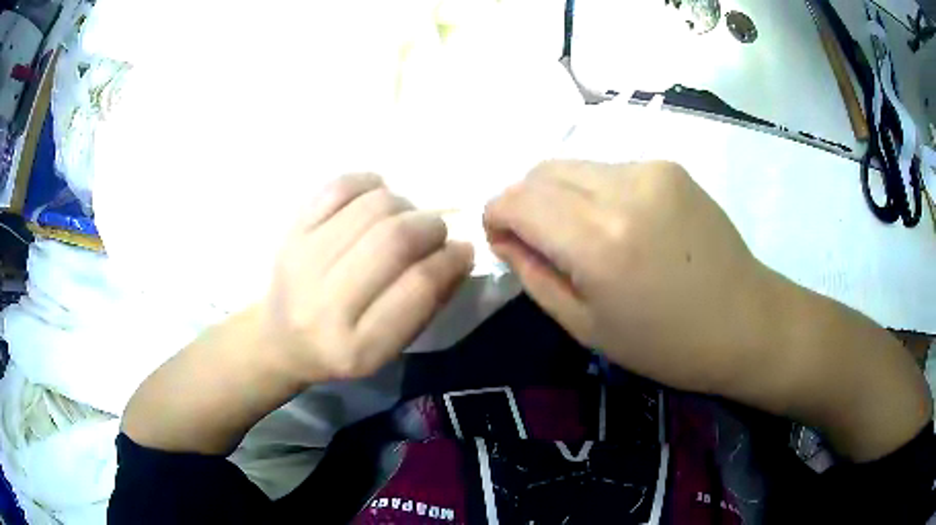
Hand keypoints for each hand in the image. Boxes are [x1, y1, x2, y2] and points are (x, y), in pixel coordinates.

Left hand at [264, 173, 473, 382]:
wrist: (281, 339)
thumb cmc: (343, 348)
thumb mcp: (389, 348)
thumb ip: (427, 304)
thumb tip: (459, 252)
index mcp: (358, 348)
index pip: (418, 288)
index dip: (450, 260)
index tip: (463, 250)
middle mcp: (325, 306)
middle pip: (394, 240)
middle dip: (430, 227)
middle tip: (436, 231)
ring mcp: (302, 263)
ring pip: (371, 208)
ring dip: (404, 205)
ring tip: (405, 218)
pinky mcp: (291, 233)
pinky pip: (338, 188)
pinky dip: (368, 183)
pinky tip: (376, 197)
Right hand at [483, 160, 770, 394]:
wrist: (745, 321)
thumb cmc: (666, 343)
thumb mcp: (586, 326)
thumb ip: (534, 274)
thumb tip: (505, 236)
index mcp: (599, 242)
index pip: (517, 199)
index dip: (496, 213)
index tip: (501, 237)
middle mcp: (622, 190)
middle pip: (541, 171)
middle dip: (524, 201)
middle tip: (538, 239)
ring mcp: (650, 170)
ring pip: (573, 164)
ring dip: (559, 194)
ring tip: (582, 234)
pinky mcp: (669, 166)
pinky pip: (609, 169)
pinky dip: (594, 191)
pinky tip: (620, 223)